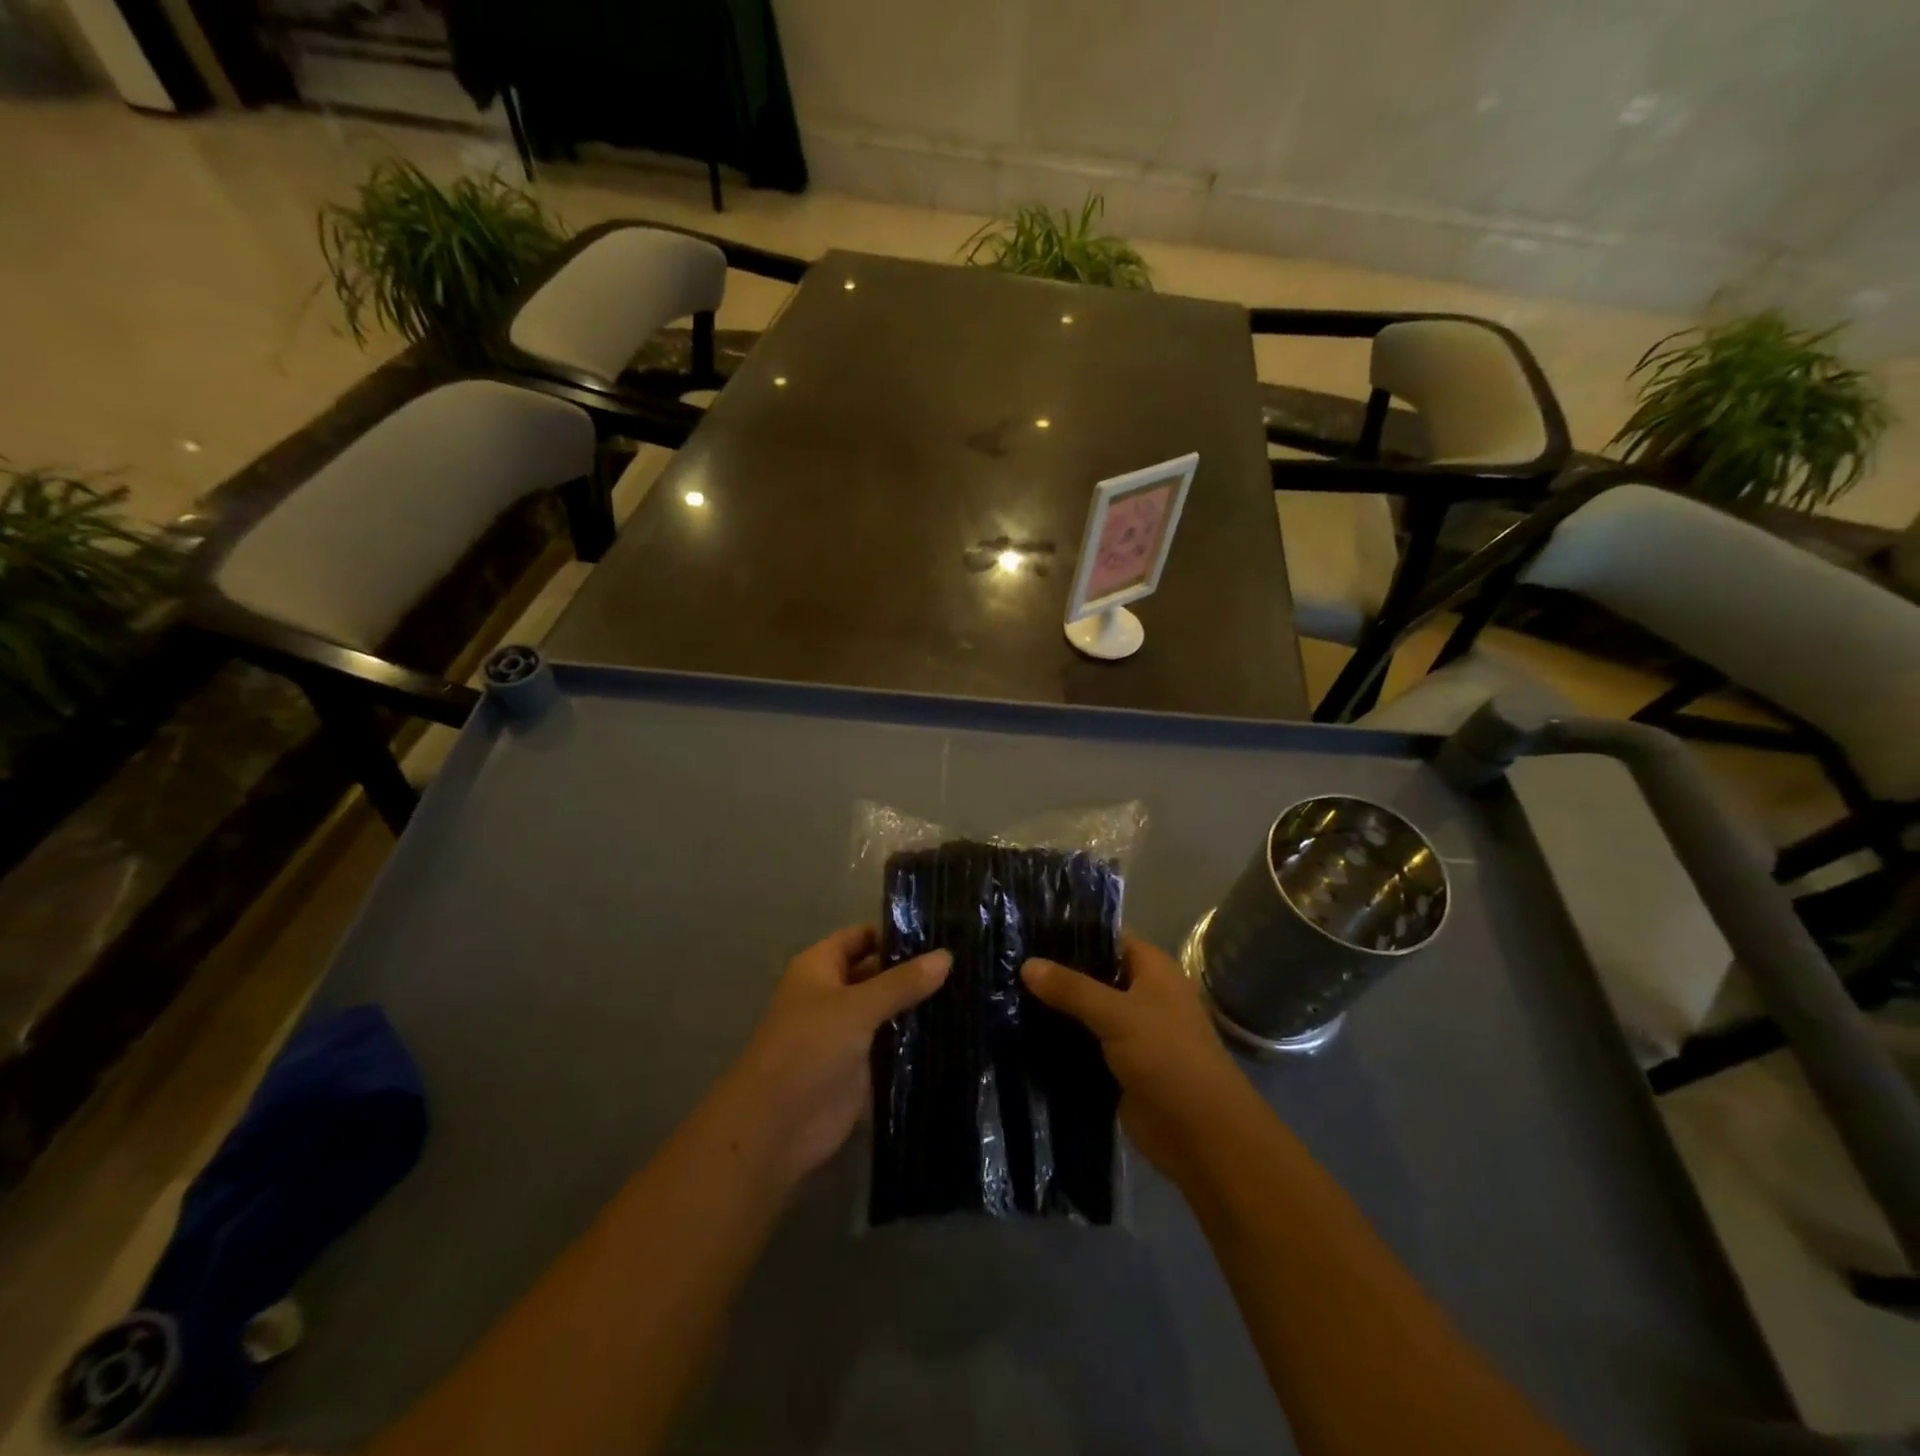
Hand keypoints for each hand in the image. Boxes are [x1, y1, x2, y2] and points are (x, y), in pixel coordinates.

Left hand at [722, 925, 949, 1189]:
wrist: (778, 1127)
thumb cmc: (808, 1049)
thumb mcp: (857, 1007)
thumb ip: (902, 982)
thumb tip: (947, 955)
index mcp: (820, 967)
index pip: (863, 936)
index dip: (897, 932)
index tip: (943, 930)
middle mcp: (833, 993)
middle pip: (877, 971)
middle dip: (913, 969)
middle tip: (964, 962)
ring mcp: (846, 1031)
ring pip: (887, 1008)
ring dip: (917, 1004)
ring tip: (969, 991)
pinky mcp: (859, 1066)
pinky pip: (891, 1043)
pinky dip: (914, 1037)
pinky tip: (952, 1030)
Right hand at [1022, 934, 1256, 1184]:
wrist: (1200, 1134)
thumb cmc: (1168, 1057)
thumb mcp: (1118, 1014)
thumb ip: (1071, 988)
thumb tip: (1026, 964)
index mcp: (1152, 969)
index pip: (1108, 936)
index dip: (1072, 931)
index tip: (1028, 927)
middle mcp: (1141, 994)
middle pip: (1092, 973)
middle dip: (1056, 971)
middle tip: (1008, 959)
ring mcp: (1129, 1031)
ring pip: (1084, 1010)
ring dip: (1054, 1007)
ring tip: (1004, 991)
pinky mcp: (1117, 1065)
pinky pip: (1082, 1043)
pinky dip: (1058, 1040)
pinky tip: (1020, 1030)